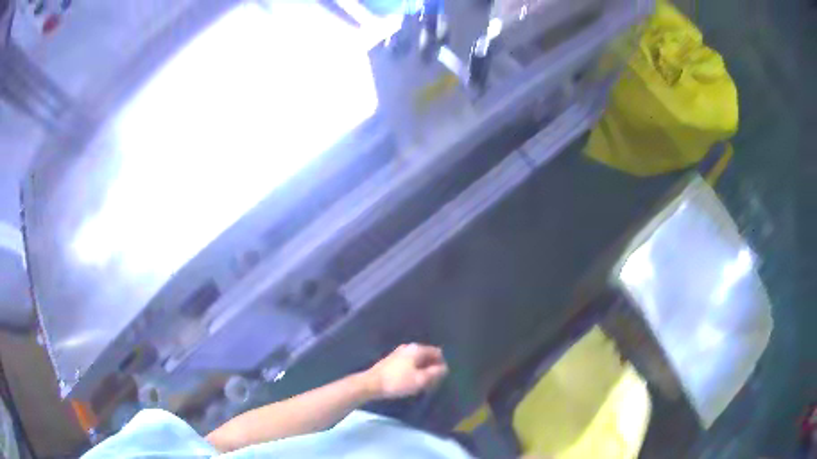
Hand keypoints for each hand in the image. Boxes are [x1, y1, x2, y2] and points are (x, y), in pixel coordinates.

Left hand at [365, 343, 448, 398]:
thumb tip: (445, 368)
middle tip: (432, 382)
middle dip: (432, 368)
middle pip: (427, 356)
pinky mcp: (392, 361)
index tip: (441, 377)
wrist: (371, 384)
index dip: (442, 364)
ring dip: (423, 371)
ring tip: (422, 384)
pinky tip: (411, 382)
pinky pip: (409, 364)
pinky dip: (414, 372)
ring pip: (418, 361)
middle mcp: (409, 347)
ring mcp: (399, 353)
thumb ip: (435, 373)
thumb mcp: (420, 379)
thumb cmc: (398, 381)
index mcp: (417, 349)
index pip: (437, 352)